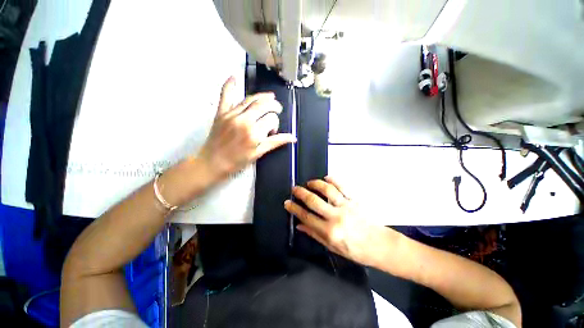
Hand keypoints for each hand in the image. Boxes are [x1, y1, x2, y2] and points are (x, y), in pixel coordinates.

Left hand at [197, 77, 295, 180]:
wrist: (212, 162)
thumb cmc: (237, 161)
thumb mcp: (258, 153)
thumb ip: (275, 142)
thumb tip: (292, 137)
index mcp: (254, 133)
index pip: (272, 119)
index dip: (276, 124)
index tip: (273, 131)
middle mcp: (244, 120)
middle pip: (264, 105)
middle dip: (274, 106)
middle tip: (278, 109)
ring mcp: (232, 114)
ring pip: (250, 99)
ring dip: (262, 96)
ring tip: (270, 97)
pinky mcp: (221, 113)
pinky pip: (225, 96)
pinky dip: (229, 86)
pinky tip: (234, 77)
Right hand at [284, 176, 388, 266]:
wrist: (379, 245)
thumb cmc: (355, 250)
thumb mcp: (332, 247)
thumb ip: (315, 234)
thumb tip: (299, 225)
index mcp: (330, 231)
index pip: (306, 217)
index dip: (295, 209)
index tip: (287, 203)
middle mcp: (336, 217)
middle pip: (314, 201)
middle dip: (301, 193)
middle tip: (294, 188)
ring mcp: (346, 206)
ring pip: (328, 190)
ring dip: (316, 184)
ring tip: (309, 183)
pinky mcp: (355, 200)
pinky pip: (343, 187)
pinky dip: (334, 180)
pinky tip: (327, 178)